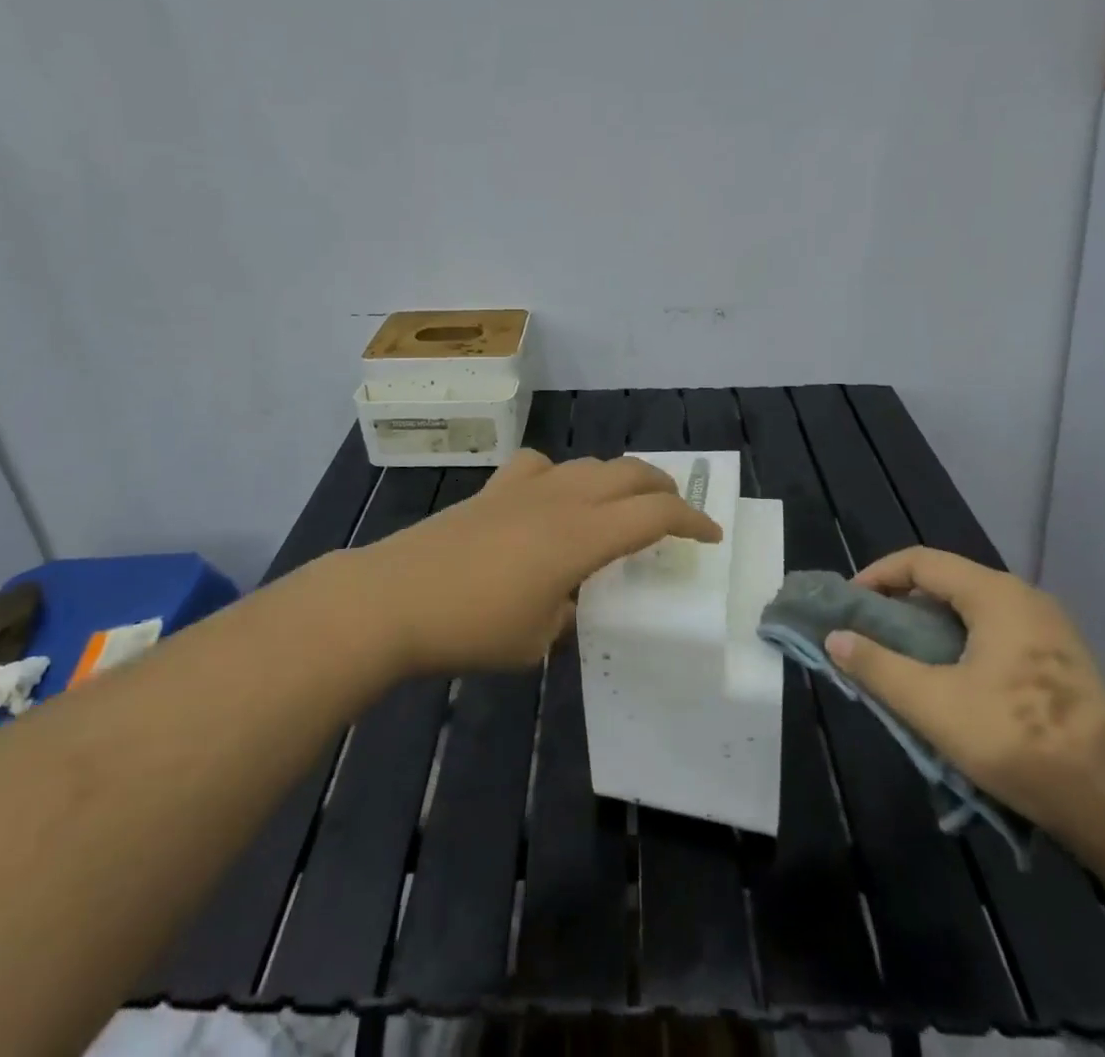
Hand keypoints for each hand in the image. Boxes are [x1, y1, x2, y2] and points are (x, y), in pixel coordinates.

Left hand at [349, 450, 721, 675]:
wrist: (393, 598)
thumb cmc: (471, 627)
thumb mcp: (536, 640)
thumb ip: (566, 615)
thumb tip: (570, 601)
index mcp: (583, 537)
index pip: (655, 514)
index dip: (692, 521)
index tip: (711, 535)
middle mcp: (562, 500)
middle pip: (629, 473)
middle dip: (664, 487)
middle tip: (677, 511)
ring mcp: (525, 487)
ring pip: (589, 464)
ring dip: (619, 478)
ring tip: (623, 503)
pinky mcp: (493, 489)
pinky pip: (541, 466)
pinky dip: (561, 475)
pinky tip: (551, 496)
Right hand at [825, 547, 1104, 852]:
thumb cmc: (1016, 740)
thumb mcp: (932, 704)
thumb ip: (877, 666)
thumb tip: (834, 638)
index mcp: (994, 594)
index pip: (921, 561)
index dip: (878, 575)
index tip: (850, 605)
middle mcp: (1024, 597)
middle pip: (947, 580)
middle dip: (902, 600)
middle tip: (872, 631)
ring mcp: (1049, 627)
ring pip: (972, 607)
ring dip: (931, 623)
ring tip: (904, 654)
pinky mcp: (1061, 659)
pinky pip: (996, 629)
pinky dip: (961, 639)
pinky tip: (951, 676)